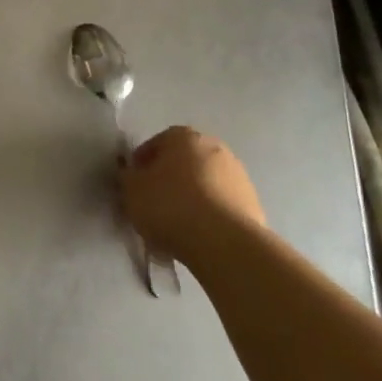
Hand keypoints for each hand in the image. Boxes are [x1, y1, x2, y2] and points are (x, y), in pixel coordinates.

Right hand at [121, 126, 266, 265]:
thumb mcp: (131, 189)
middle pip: (184, 161)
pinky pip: (221, 204)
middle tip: (154, 200)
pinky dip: (209, 214)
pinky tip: (197, 234)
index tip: (134, 184)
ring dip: (191, 196)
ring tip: (176, 222)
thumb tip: (132, 173)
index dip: (142, 163)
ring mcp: (239, 176)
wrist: (225, 243)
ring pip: (204, 183)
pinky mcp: (254, 204)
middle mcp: (215, 148)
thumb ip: (128, 176)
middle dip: (169, 177)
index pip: (156, 143)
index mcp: (184, 137)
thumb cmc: (170, 205)